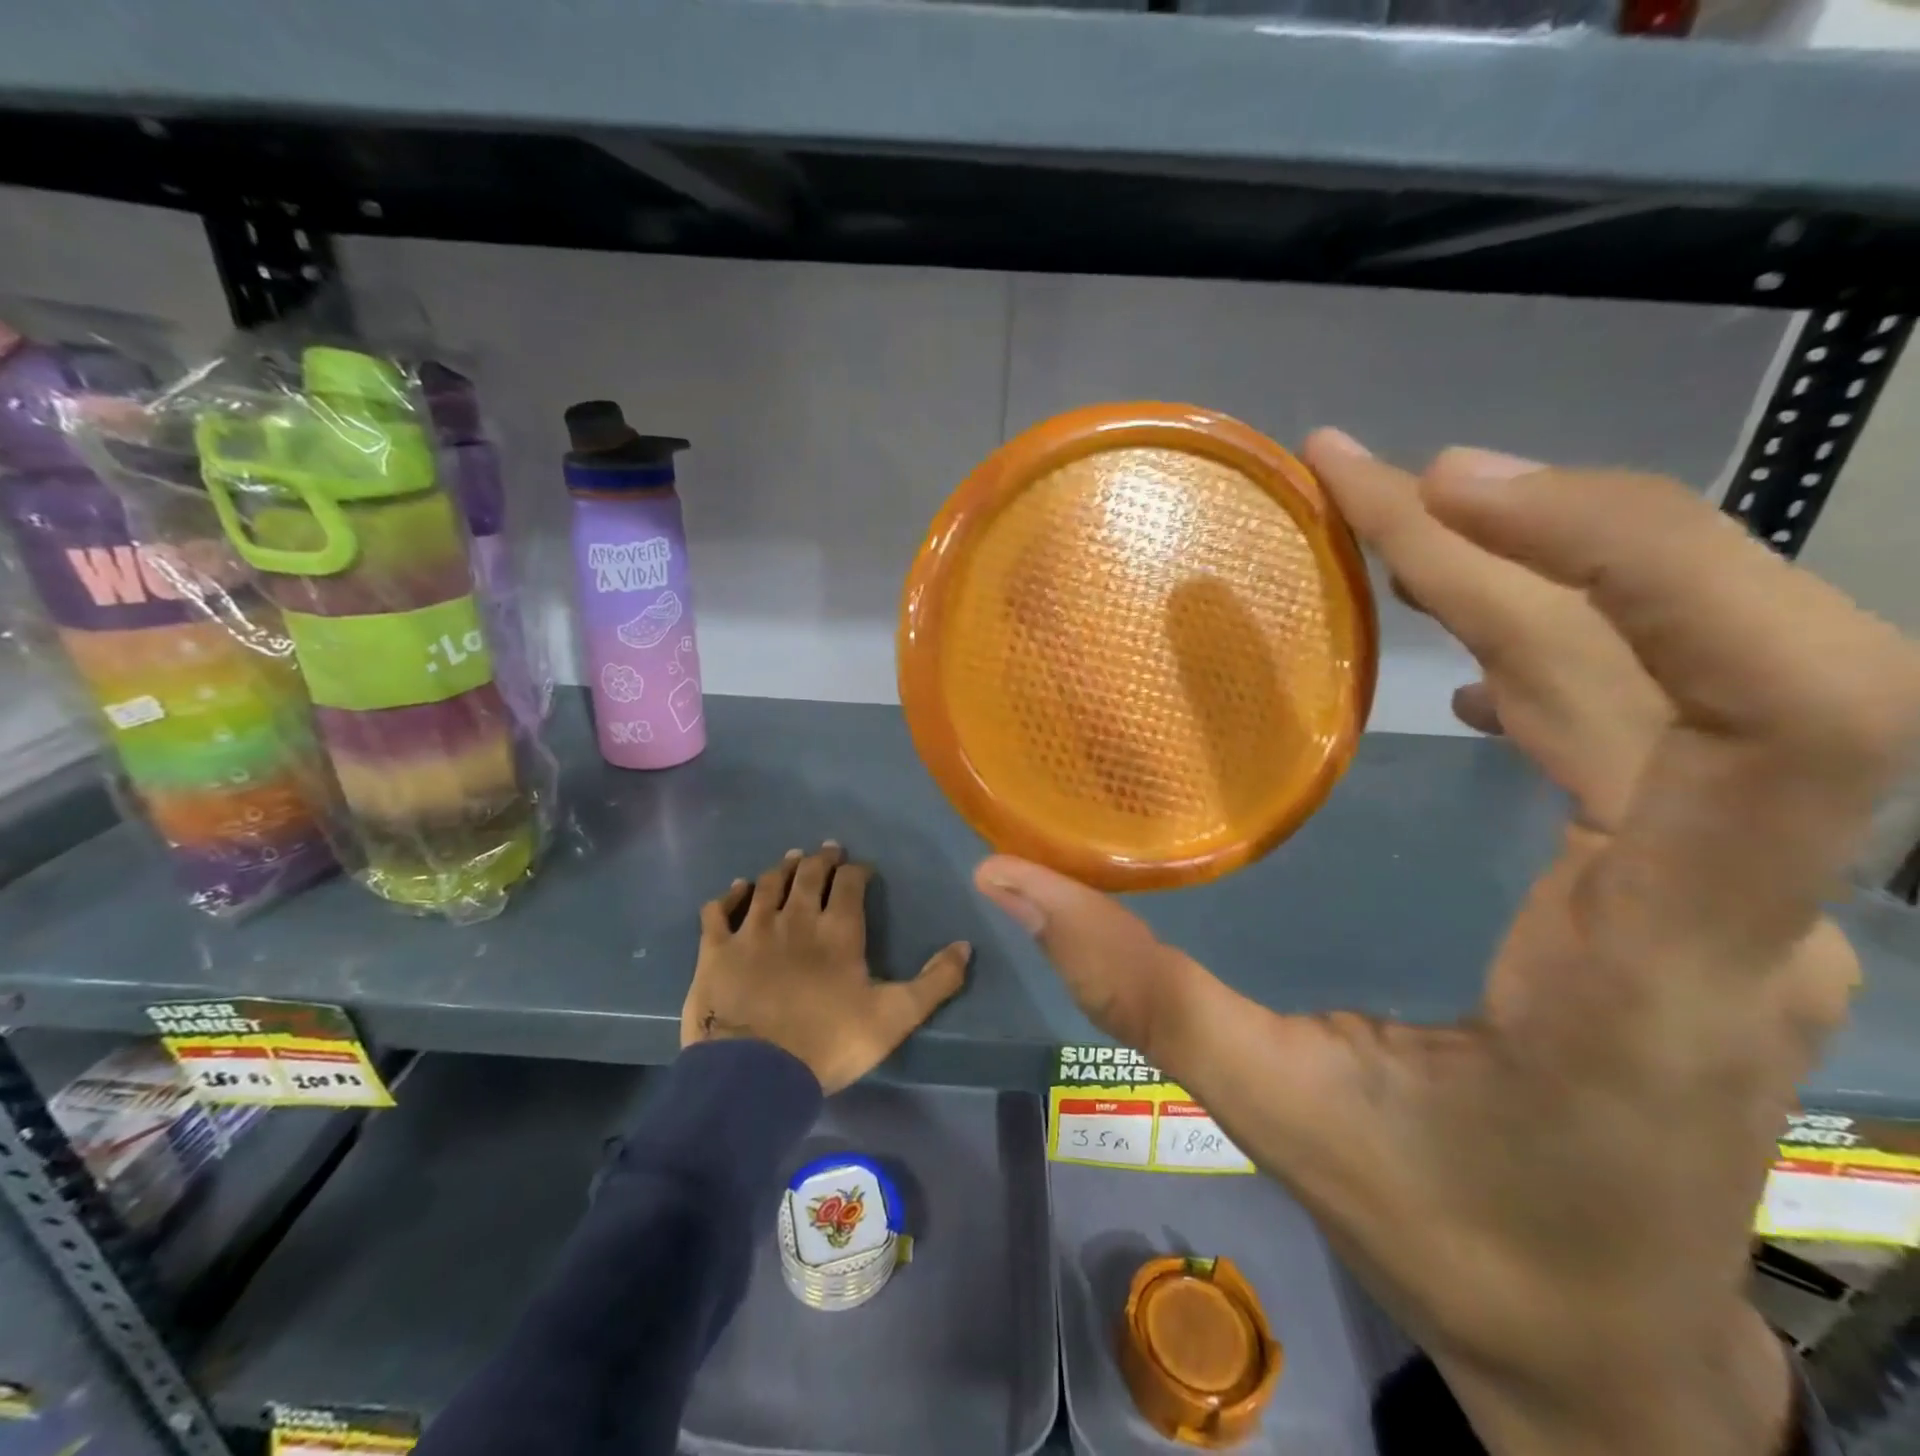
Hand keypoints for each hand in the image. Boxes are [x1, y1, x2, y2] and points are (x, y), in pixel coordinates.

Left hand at [682, 842, 970, 1093]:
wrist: (754, 1075)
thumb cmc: (828, 1044)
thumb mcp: (895, 1017)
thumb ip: (935, 982)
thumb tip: (966, 946)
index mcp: (838, 930)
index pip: (850, 882)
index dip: (857, 870)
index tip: (861, 869)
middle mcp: (796, 918)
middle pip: (808, 874)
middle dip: (821, 858)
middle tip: (827, 850)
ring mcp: (752, 930)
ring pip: (767, 884)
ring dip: (781, 869)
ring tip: (790, 860)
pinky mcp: (716, 949)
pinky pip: (719, 910)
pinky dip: (730, 895)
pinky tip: (737, 889)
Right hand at [976, 433, 1919, 1455]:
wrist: (1615, 1347)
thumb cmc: (1463, 1244)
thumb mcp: (1284, 1118)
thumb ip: (1141, 990)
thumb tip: (1007, 880)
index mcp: (1651, 963)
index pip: (1787, 724)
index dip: (1644, 565)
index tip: (1452, 496)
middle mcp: (1732, 902)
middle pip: (1721, 656)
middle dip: (1552, 531)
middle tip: (1367, 474)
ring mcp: (1730, 888)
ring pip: (1679, 671)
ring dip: (1536, 566)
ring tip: (1391, 512)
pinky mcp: (1691, 882)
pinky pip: (1653, 718)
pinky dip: (1558, 636)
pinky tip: (1460, 644)